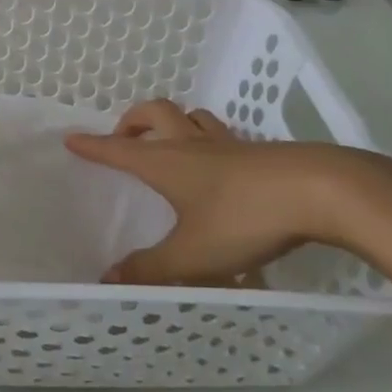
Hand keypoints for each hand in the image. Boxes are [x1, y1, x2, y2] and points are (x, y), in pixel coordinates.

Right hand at [64, 100, 391, 284]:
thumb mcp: (194, 254)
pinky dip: (209, 141)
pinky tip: (221, 166)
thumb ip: (152, 268)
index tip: (71, 138)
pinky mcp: (260, 152)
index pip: (118, 149)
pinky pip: (223, 136)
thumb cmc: (244, 217)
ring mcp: (228, 144)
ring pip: (192, 117)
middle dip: (132, 120)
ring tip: (170, 143)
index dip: (93, 145)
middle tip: (124, 137)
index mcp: (166, 162)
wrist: (320, 191)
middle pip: (154, 113)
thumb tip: (109, 279)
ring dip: (173, 123)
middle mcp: (191, 144)